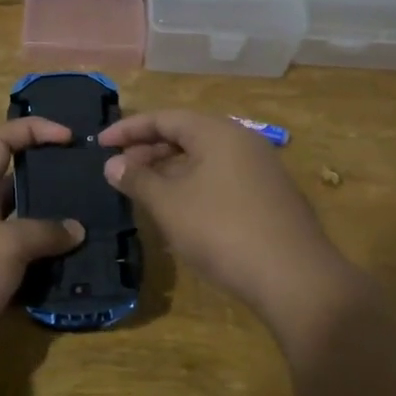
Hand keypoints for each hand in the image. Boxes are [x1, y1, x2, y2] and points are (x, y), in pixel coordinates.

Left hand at [0, 117, 85, 371]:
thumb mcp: (5, 243)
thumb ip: (44, 232)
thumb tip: (76, 229)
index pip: (1, 144)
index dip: (32, 131)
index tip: (68, 136)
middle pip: (20, 190)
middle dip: (54, 185)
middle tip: (95, 187)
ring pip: (30, 236)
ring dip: (59, 236)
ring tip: (99, 231)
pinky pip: (30, 276)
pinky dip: (53, 275)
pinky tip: (84, 275)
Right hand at [97, 110, 357, 332]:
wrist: (295, 278)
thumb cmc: (222, 231)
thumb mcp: (169, 204)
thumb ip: (138, 179)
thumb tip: (113, 164)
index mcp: (217, 132)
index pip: (165, 117)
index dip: (129, 129)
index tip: (100, 144)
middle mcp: (242, 142)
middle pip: (187, 135)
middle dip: (149, 150)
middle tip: (119, 171)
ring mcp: (261, 170)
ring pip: (204, 159)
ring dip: (170, 171)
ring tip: (143, 191)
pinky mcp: (270, 198)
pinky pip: (221, 179)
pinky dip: (193, 186)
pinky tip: (179, 212)